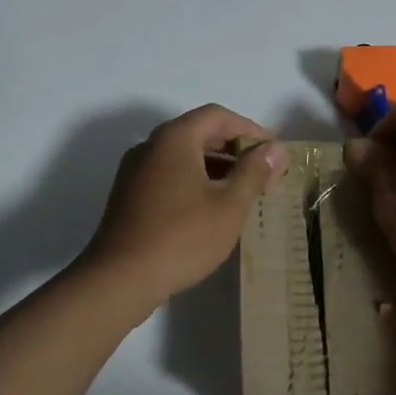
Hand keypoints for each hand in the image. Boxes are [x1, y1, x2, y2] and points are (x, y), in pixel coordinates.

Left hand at [81, 104, 288, 309]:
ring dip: (216, 167)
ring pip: (183, 157)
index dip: (250, 128)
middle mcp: (150, 146)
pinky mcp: (129, 196)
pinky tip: (212, 208)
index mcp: (174, 138)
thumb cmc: (183, 237)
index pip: (217, 116)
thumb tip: (275, 149)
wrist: (120, 278)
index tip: (273, 150)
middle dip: (235, 149)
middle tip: (264, 172)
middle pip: (199, 133)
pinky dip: (195, 181)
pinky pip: (169, 175)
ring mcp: (135, 171)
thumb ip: (254, 172)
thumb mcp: (229, 205)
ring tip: (244, 192)